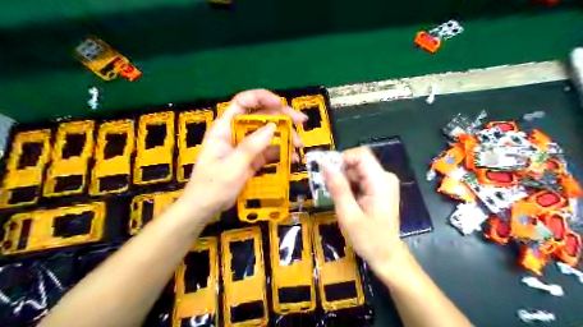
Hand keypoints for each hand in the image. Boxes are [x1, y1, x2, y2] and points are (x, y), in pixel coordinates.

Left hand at [180, 89, 306, 221]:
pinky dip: (281, 153)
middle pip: (260, 116)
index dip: (261, 98)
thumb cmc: (212, 185)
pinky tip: (293, 158)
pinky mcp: (251, 160)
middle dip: (281, 117)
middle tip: (301, 122)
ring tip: (299, 145)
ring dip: (285, 136)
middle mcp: (236, 133)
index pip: (242, 102)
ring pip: (268, 134)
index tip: (280, 104)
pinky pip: (268, 151)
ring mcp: (245, 147)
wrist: (205, 208)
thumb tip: (273, 126)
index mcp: (225, 127)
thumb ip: (252, 146)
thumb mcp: (232, 165)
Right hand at [321, 147, 406, 274]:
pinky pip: (361, 178)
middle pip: (358, 162)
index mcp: (380, 181)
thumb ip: (337, 188)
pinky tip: (346, 201)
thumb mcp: (348, 215)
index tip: (328, 173)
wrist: (387, 256)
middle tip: (329, 190)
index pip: (360, 154)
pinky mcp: (380, 188)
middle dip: (341, 172)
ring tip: (338, 199)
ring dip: (344, 180)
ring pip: (357, 170)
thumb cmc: (369, 239)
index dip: (341, 159)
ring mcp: (384, 182)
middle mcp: (385, 177)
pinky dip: (350, 186)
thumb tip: (325, 164)